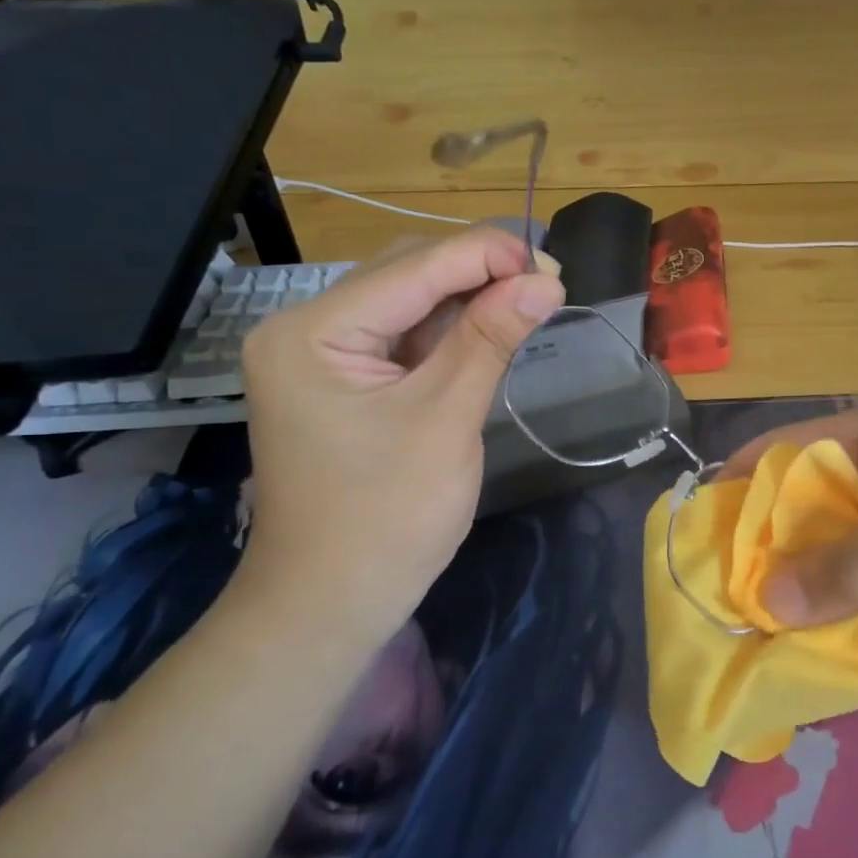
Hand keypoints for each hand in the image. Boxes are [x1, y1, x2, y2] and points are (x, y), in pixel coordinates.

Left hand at [237, 229, 564, 628]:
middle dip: (478, 273)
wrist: (331, 602)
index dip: (485, 256)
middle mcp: (305, 329)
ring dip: (468, 300)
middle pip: (405, 276)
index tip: (552, 262)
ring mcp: (321, 357)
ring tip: (530, 298)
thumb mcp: (446, 418)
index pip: (412, 269)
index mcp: (311, 332)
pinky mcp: (343, 382)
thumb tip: (546, 279)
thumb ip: (491, 338)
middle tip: (546, 281)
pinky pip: (403, 339)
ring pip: (408, 304)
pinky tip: (491, 328)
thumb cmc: (387, 517)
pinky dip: (450, 332)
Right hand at [722, 406, 857, 665]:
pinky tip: (786, 669)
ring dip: (783, 608)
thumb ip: (851, 562)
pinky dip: (825, 641)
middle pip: (789, 523)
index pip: (779, 457)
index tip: (692, 538)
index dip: (735, 490)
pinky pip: (854, 620)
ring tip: (728, 648)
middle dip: (751, 560)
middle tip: (702, 609)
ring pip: (817, 578)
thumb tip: (768, 603)